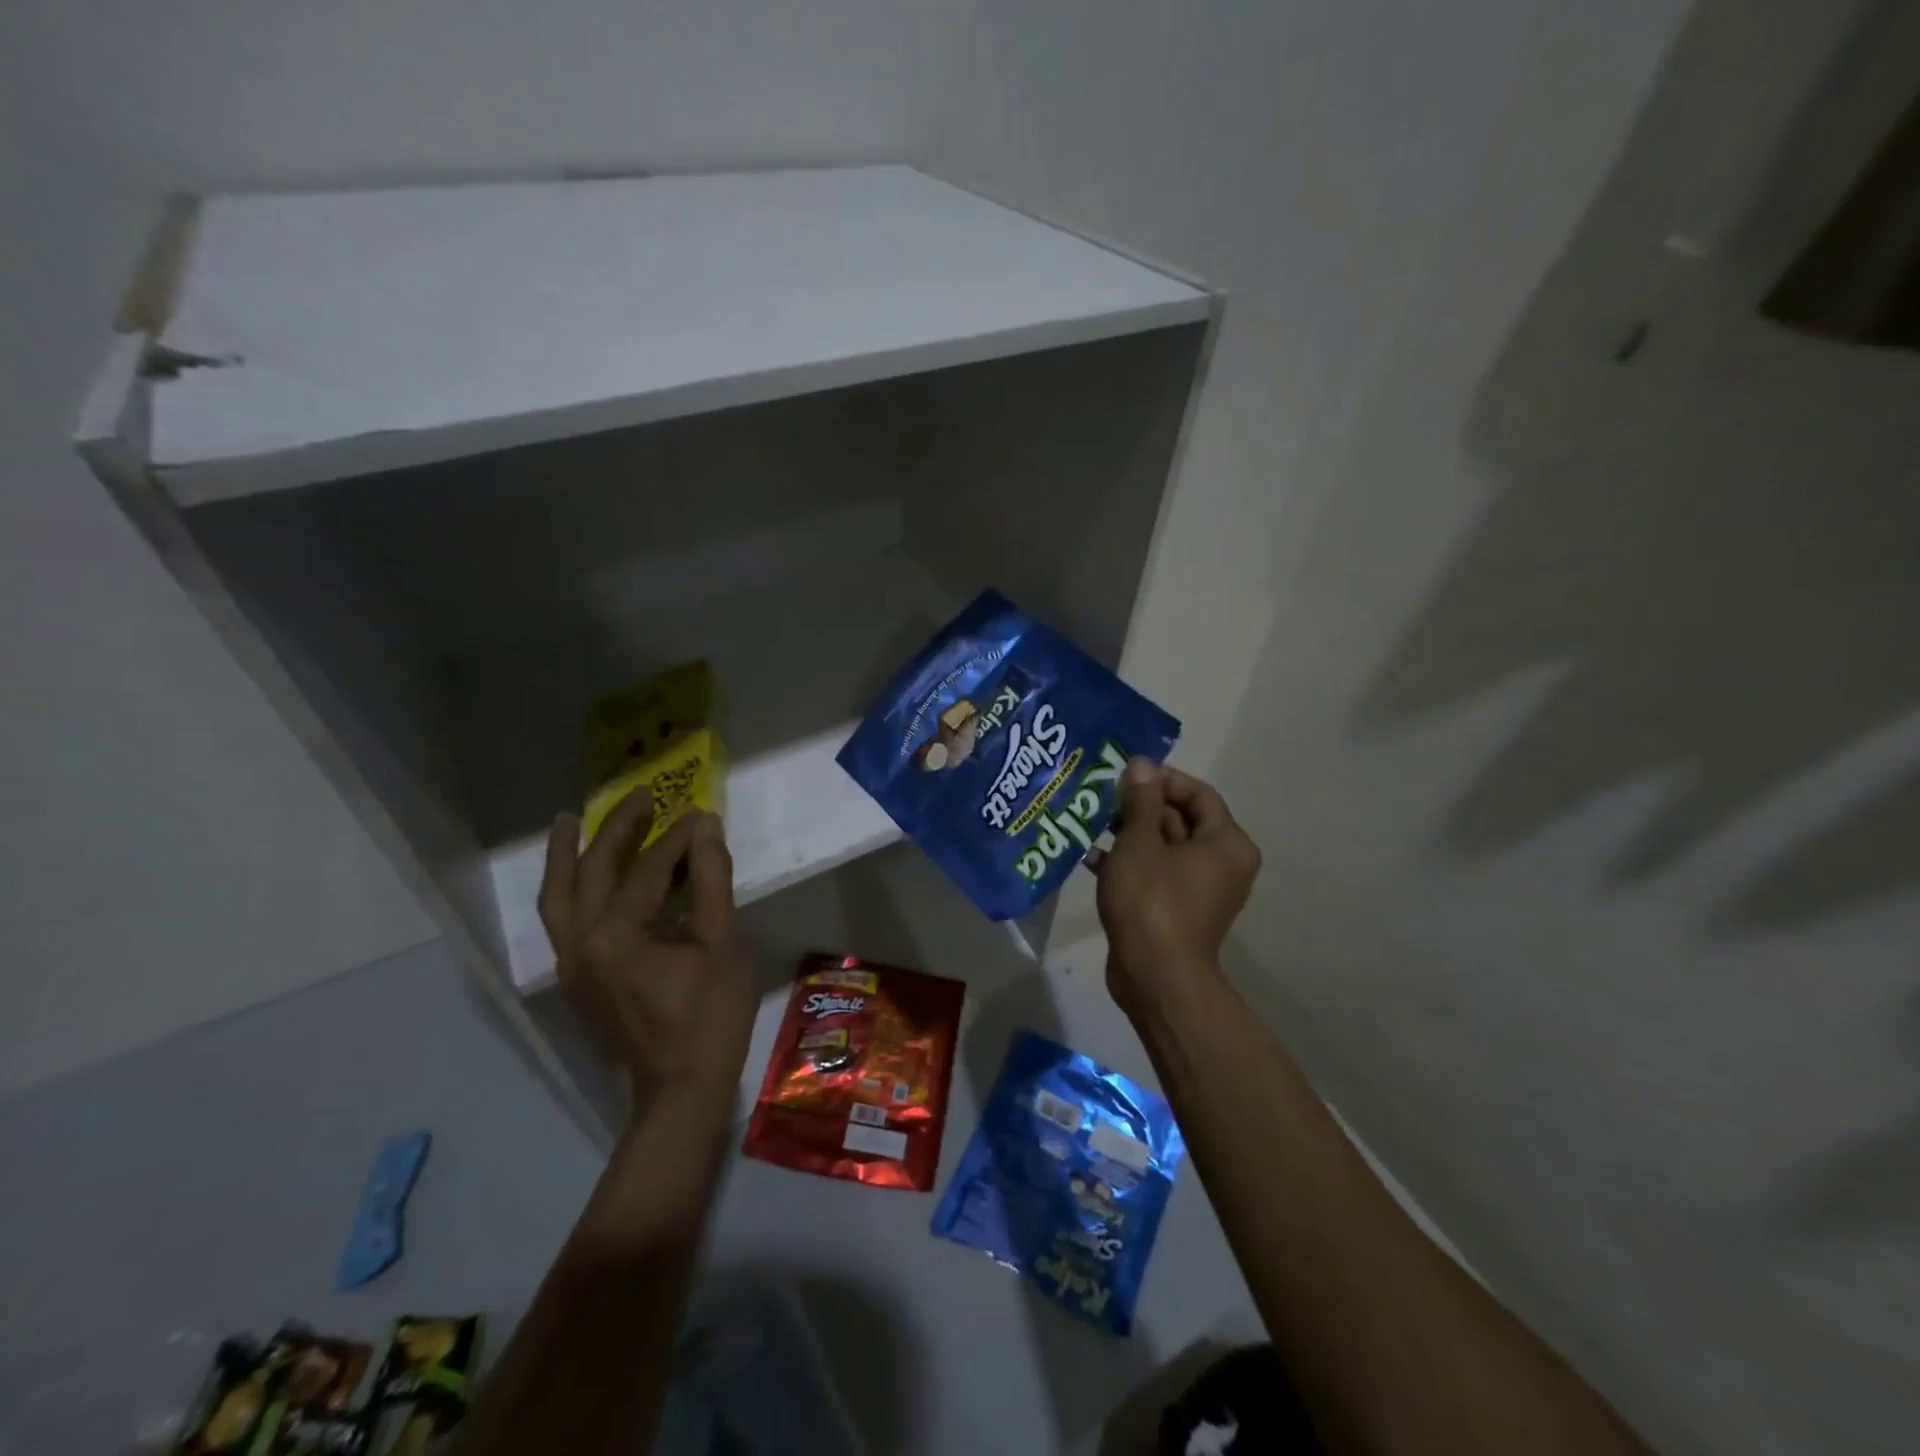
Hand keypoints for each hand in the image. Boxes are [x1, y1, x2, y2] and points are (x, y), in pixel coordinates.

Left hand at [539, 795, 755, 1098]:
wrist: (680, 1088)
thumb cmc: (710, 1017)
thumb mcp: (721, 944)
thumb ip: (710, 882)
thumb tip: (705, 829)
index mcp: (616, 937)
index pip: (648, 871)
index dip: (677, 840)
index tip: (700, 814)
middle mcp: (580, 945)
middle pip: (591, 873)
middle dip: (616, 830)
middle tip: (640, 797)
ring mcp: (571, 965)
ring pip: (558, 898)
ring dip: (566, 856)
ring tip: (570, 820)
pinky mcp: (576, 979)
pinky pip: (562, 921)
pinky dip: (568, 888)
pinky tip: (580, 872)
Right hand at [1092, 760, 1260, 1014]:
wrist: (1155, 978)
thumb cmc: (1152, 902)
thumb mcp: (1140, 842)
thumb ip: (1140, 800)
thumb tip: (1141, 764)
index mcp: (1225, 843)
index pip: (1198, 793)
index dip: (1162, 779)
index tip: (1124, 774)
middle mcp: (1221, 863)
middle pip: (1180, 819)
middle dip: (1139, 806)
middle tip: (1101, 796)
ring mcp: (1199, 889)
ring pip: (1163, 847)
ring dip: (1129, 833)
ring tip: (1090, 822)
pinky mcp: (1176, 909)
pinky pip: (1155, 873)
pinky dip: (1129, 863)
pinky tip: (1091, 857)